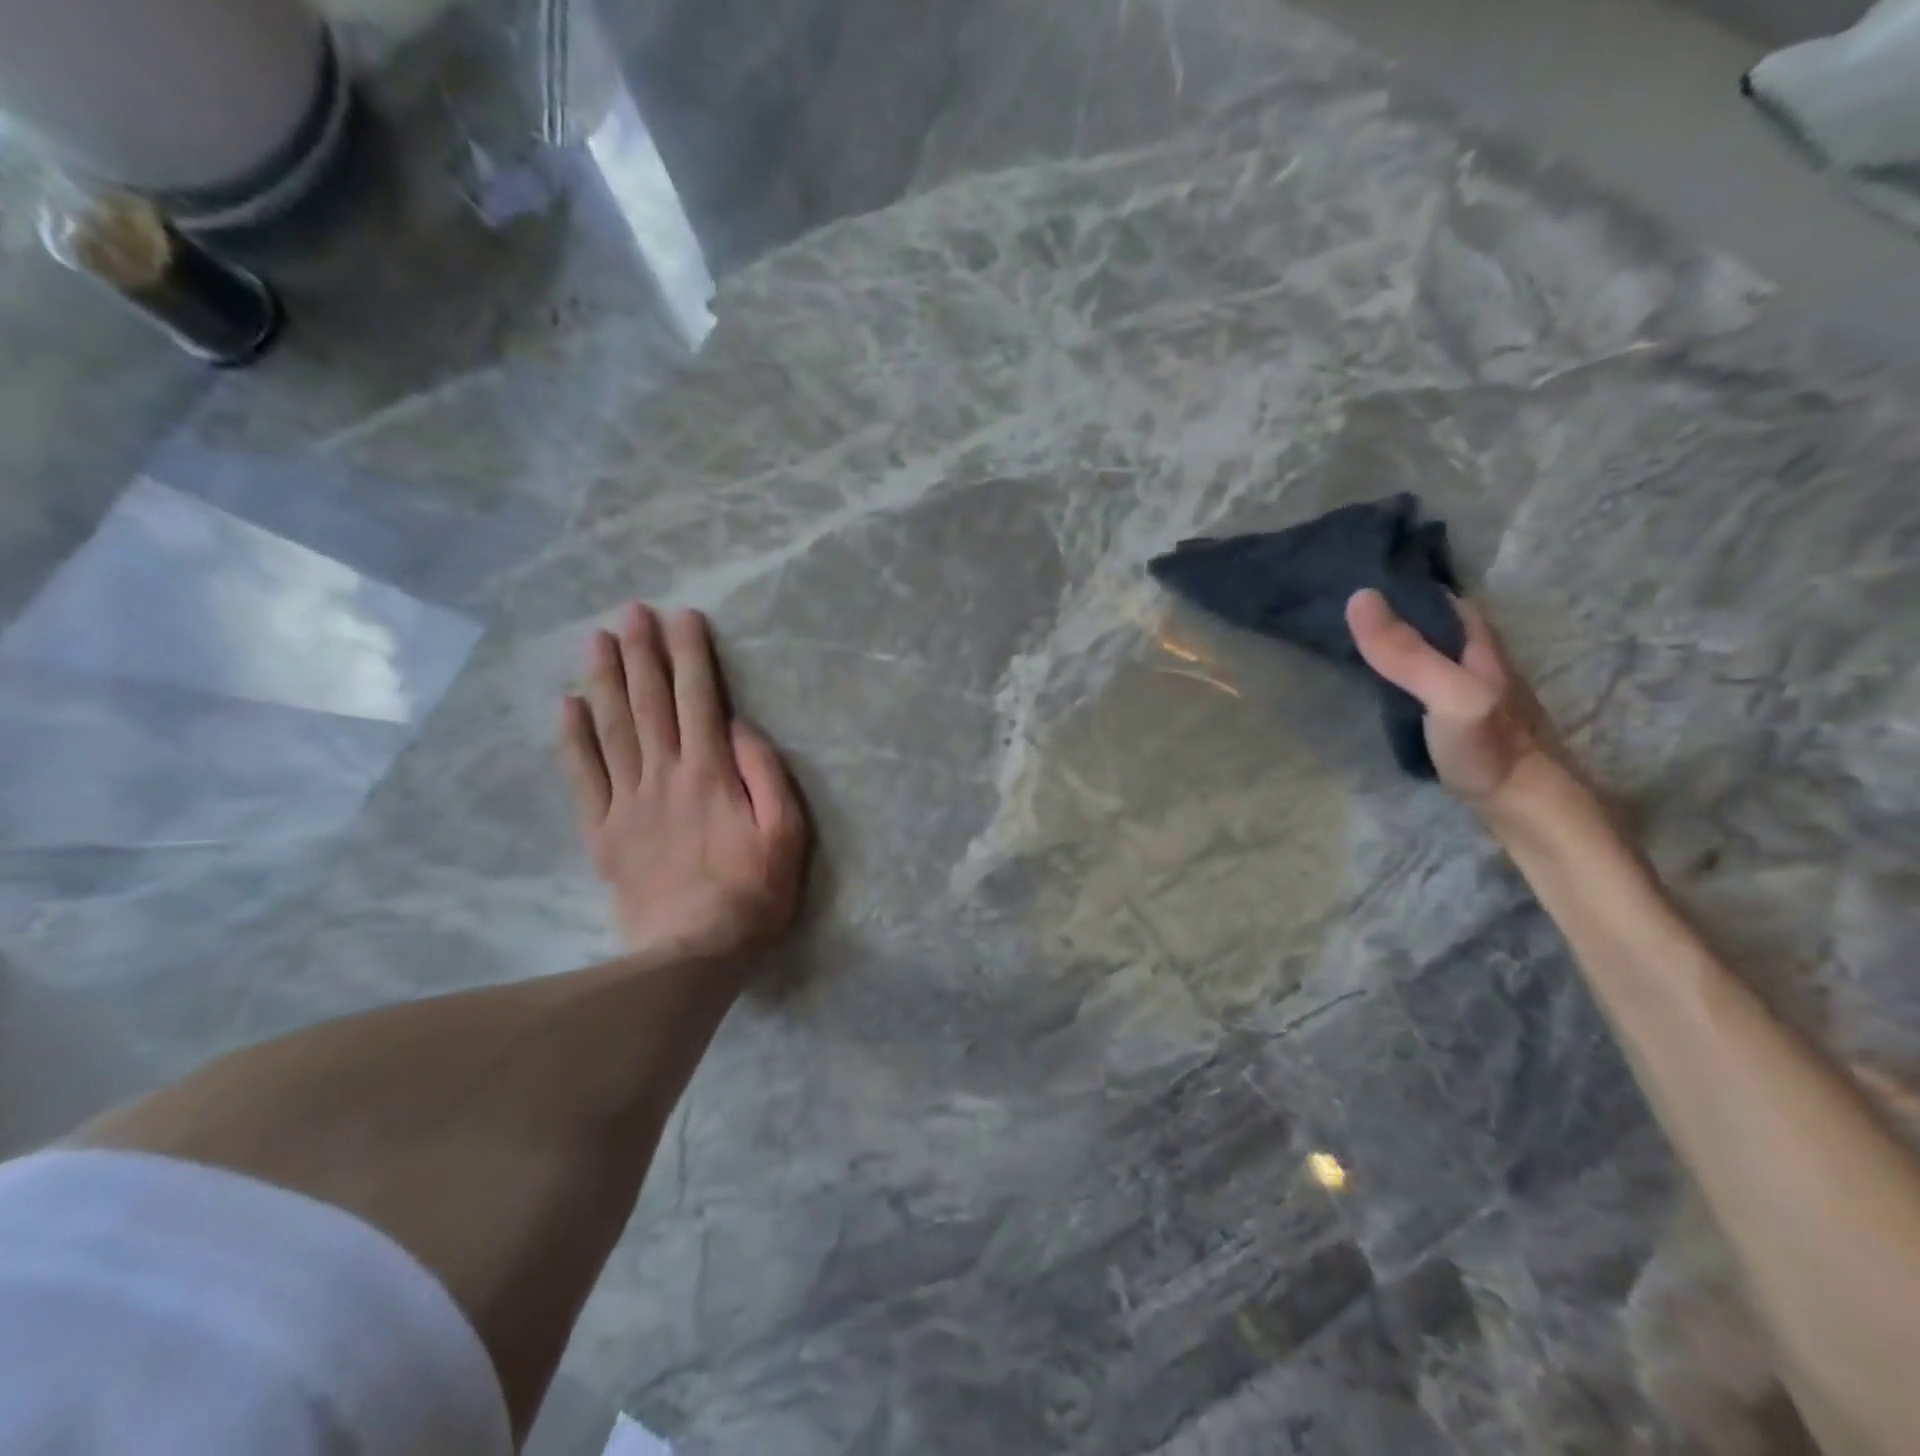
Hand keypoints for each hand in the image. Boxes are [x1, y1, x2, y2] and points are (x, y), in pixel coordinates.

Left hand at [559, 603, 808, 965]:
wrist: (693, 952)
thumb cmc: (753, 892)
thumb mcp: (786, 832)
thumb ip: (765, 773)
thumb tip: (737, 726)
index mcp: (711, 773)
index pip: (699, 699)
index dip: (690, 655)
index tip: (682, 618)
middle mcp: (665, 775)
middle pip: (650, 703)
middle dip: (642, 653)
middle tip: (631, 611)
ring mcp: (628, 802)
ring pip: (613, 729)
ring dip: (606, 681)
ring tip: (597, 640)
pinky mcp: (604, 831)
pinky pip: (583, 777)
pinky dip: (573, 738)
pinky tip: (566, 706)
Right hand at [1346, 588, 1564, 811]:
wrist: (1528, 807)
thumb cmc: (1490, 747)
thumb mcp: (1447, 694)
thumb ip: (1406, 652)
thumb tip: (1358, 596)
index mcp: (1479, 641)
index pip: (1439, 597)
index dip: (1403, 587)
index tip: (1356, 583)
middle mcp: (1478, 658)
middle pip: (1434, 624)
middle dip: (1395, 614)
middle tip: (1342, 613)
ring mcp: (1471, 690)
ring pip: (1430, 653)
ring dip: (1396, 645)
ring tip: (1350, 642)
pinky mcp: (1461, 718)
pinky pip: (1424, 682)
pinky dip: (1400, 675)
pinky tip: (1378, 683)